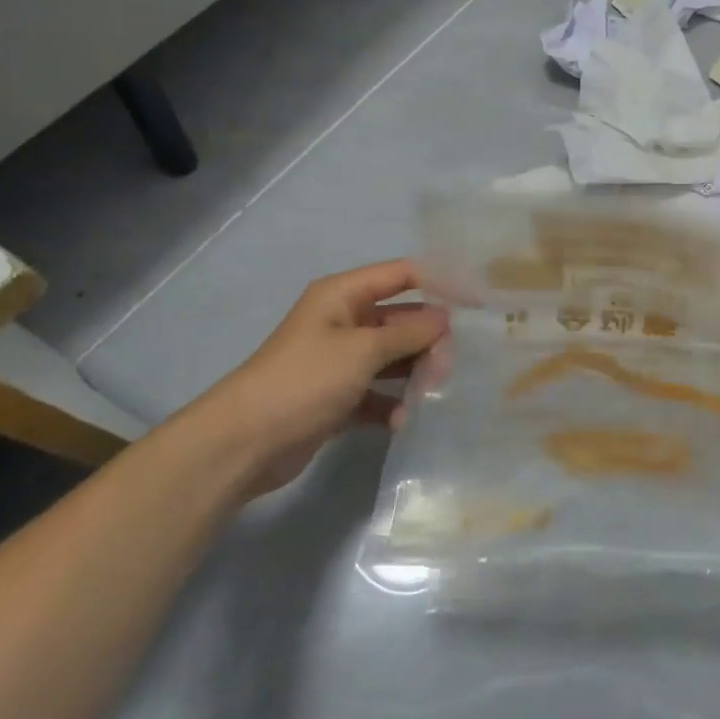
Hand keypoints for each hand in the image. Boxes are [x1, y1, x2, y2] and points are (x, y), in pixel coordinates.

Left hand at [193, 260, 447, 497]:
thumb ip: (409, 333)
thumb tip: (445, 320)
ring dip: (414, 373)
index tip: (476, 301)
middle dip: (429, 338)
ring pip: (393, 358)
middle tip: (451, 364)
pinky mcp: (337, 397)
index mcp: (343, 296)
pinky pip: (377, 393)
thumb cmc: (304, 381)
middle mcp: (344, 322)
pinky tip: (402, 421)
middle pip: (401, 319)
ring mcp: (340, 362)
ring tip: (434, 392)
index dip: (439, 282)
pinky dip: (392, 404)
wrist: (243, 443)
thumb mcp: (362, 350)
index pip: (401, 275)